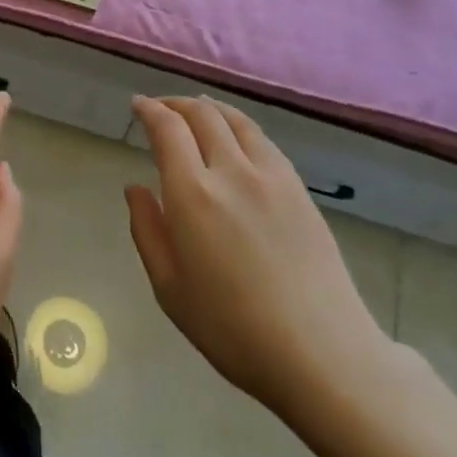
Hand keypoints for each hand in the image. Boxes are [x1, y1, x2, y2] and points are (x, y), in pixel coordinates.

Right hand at [126, 97, 393, 422]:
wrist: (321, 353)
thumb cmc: (232, 329)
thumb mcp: (169, 288)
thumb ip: (147, 229)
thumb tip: (135, 188)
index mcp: (193, 194)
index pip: (167, 129)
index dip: (150, 110)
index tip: (137, 105)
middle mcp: (232, 171)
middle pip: (202, 114)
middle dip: (176, 103)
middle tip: (160, 108)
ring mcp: (271, 176)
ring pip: (236, 119)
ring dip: (209, 107)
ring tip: (196, 110)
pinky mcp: (299, 188)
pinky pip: (263, 140)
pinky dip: (239, 125)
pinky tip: (236, 137)